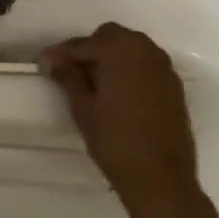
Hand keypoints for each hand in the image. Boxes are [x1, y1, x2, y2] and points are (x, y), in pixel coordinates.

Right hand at [41, 22, 198, 217]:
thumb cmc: (116, 143)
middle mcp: (145, 49)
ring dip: (110, 57)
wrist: (162, 181)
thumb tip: (53, 59)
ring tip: (93, 82)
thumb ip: (68, 77)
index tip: (44, 64)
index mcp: (120, 50)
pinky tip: (118, 92)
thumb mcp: (83, 109)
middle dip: (89, 49)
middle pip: (110, 36)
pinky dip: (129, 69)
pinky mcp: (174, 85)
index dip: (61, 54)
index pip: (83, 43)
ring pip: (130, 48)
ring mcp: (163, 67)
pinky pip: (146, 64)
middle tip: (70, 72)